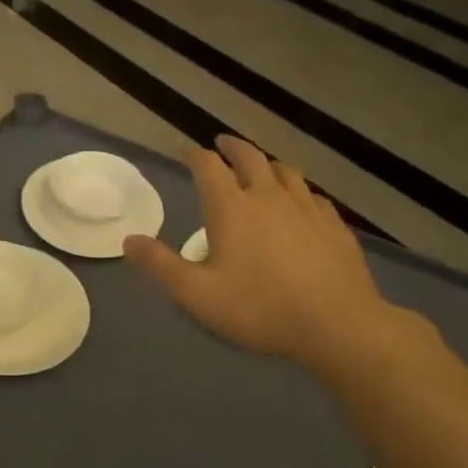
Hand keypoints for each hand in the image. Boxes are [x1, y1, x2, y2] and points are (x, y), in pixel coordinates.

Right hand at [123, 135, 415, 369]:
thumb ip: (161, 265)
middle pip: (249, 156)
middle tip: (221, 143)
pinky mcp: (334, 224)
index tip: (186, 151)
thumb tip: (129, 240)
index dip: (194, 154)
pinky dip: (299, 191)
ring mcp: (306, 207)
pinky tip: (301, 203)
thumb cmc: (261, 308)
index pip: (208, 165)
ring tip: (261, 167)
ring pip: (285, 171)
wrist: (339, 324)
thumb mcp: (198, 295)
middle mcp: (268, 195)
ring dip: (267, 163)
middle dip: (231, 146)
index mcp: (232, 207)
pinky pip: (313, 195)